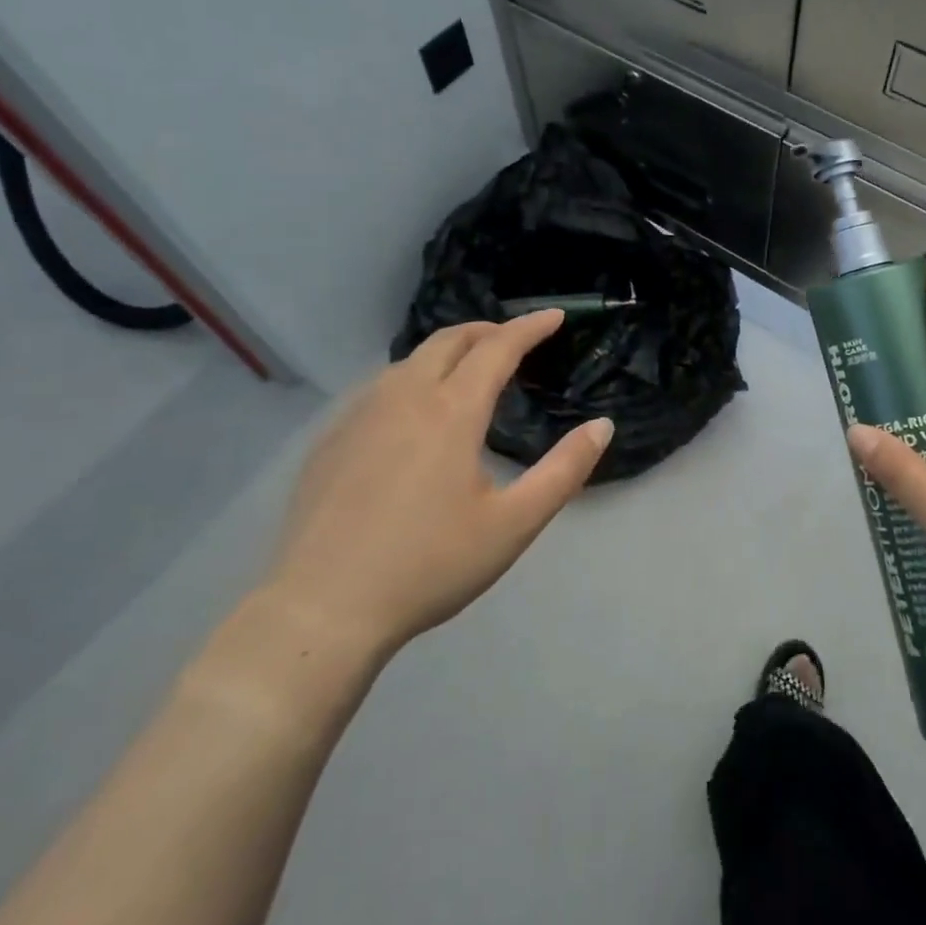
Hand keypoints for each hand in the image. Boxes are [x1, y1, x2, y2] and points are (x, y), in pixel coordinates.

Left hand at [265, 311, 612, 664]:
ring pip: (410, 360)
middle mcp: (403, 397)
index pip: (497, 348)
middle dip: (488, 329)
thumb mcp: (513, 524)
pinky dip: (413, 378)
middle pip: (449, 339)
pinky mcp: (331, 438)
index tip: (554, 316)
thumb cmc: (429, 566)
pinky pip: (380, 387)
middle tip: (515, 339)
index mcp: (451, 411)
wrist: (323, 608)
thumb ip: (564, 470)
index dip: (529, 328)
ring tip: (470, 371)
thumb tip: (602, 426)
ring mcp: (359, 414)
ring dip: (449, 352)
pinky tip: (415, 414)